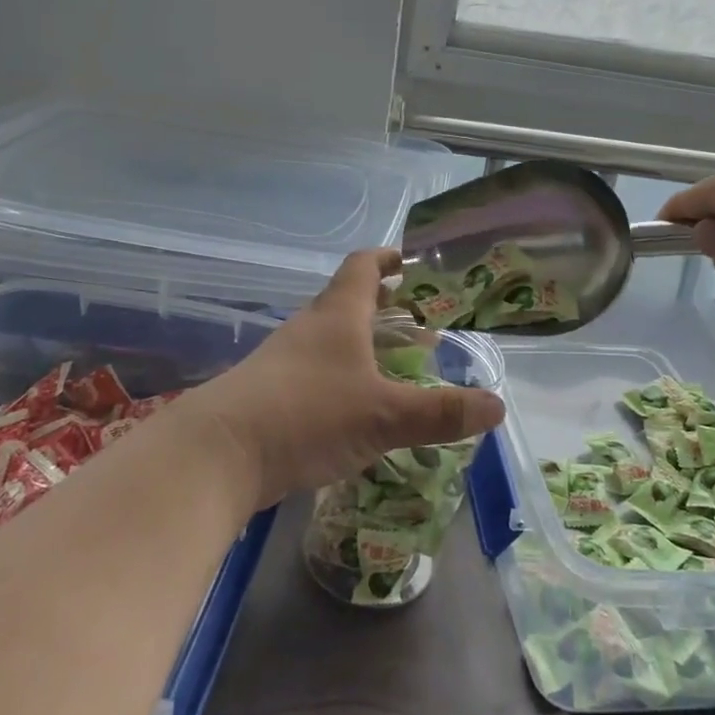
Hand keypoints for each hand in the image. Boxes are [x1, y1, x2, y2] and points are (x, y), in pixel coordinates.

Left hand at [185, 250, 506, 509]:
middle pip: (347, 303)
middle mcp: (309, 328)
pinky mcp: (268, 394)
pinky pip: (314, 373)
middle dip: (383, 308)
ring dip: (362, 345)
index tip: (409, 260)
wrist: (217, 455)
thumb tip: (498, 406)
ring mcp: (283, 361)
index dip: (387, 259)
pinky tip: (354, 409)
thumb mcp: (384, 415)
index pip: (363, 267)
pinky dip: (341, 377)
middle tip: (416, 323)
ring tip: (393, 366)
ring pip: (330, 340)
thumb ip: (441, 412)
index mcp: (338, 316)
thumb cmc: (308, 415)